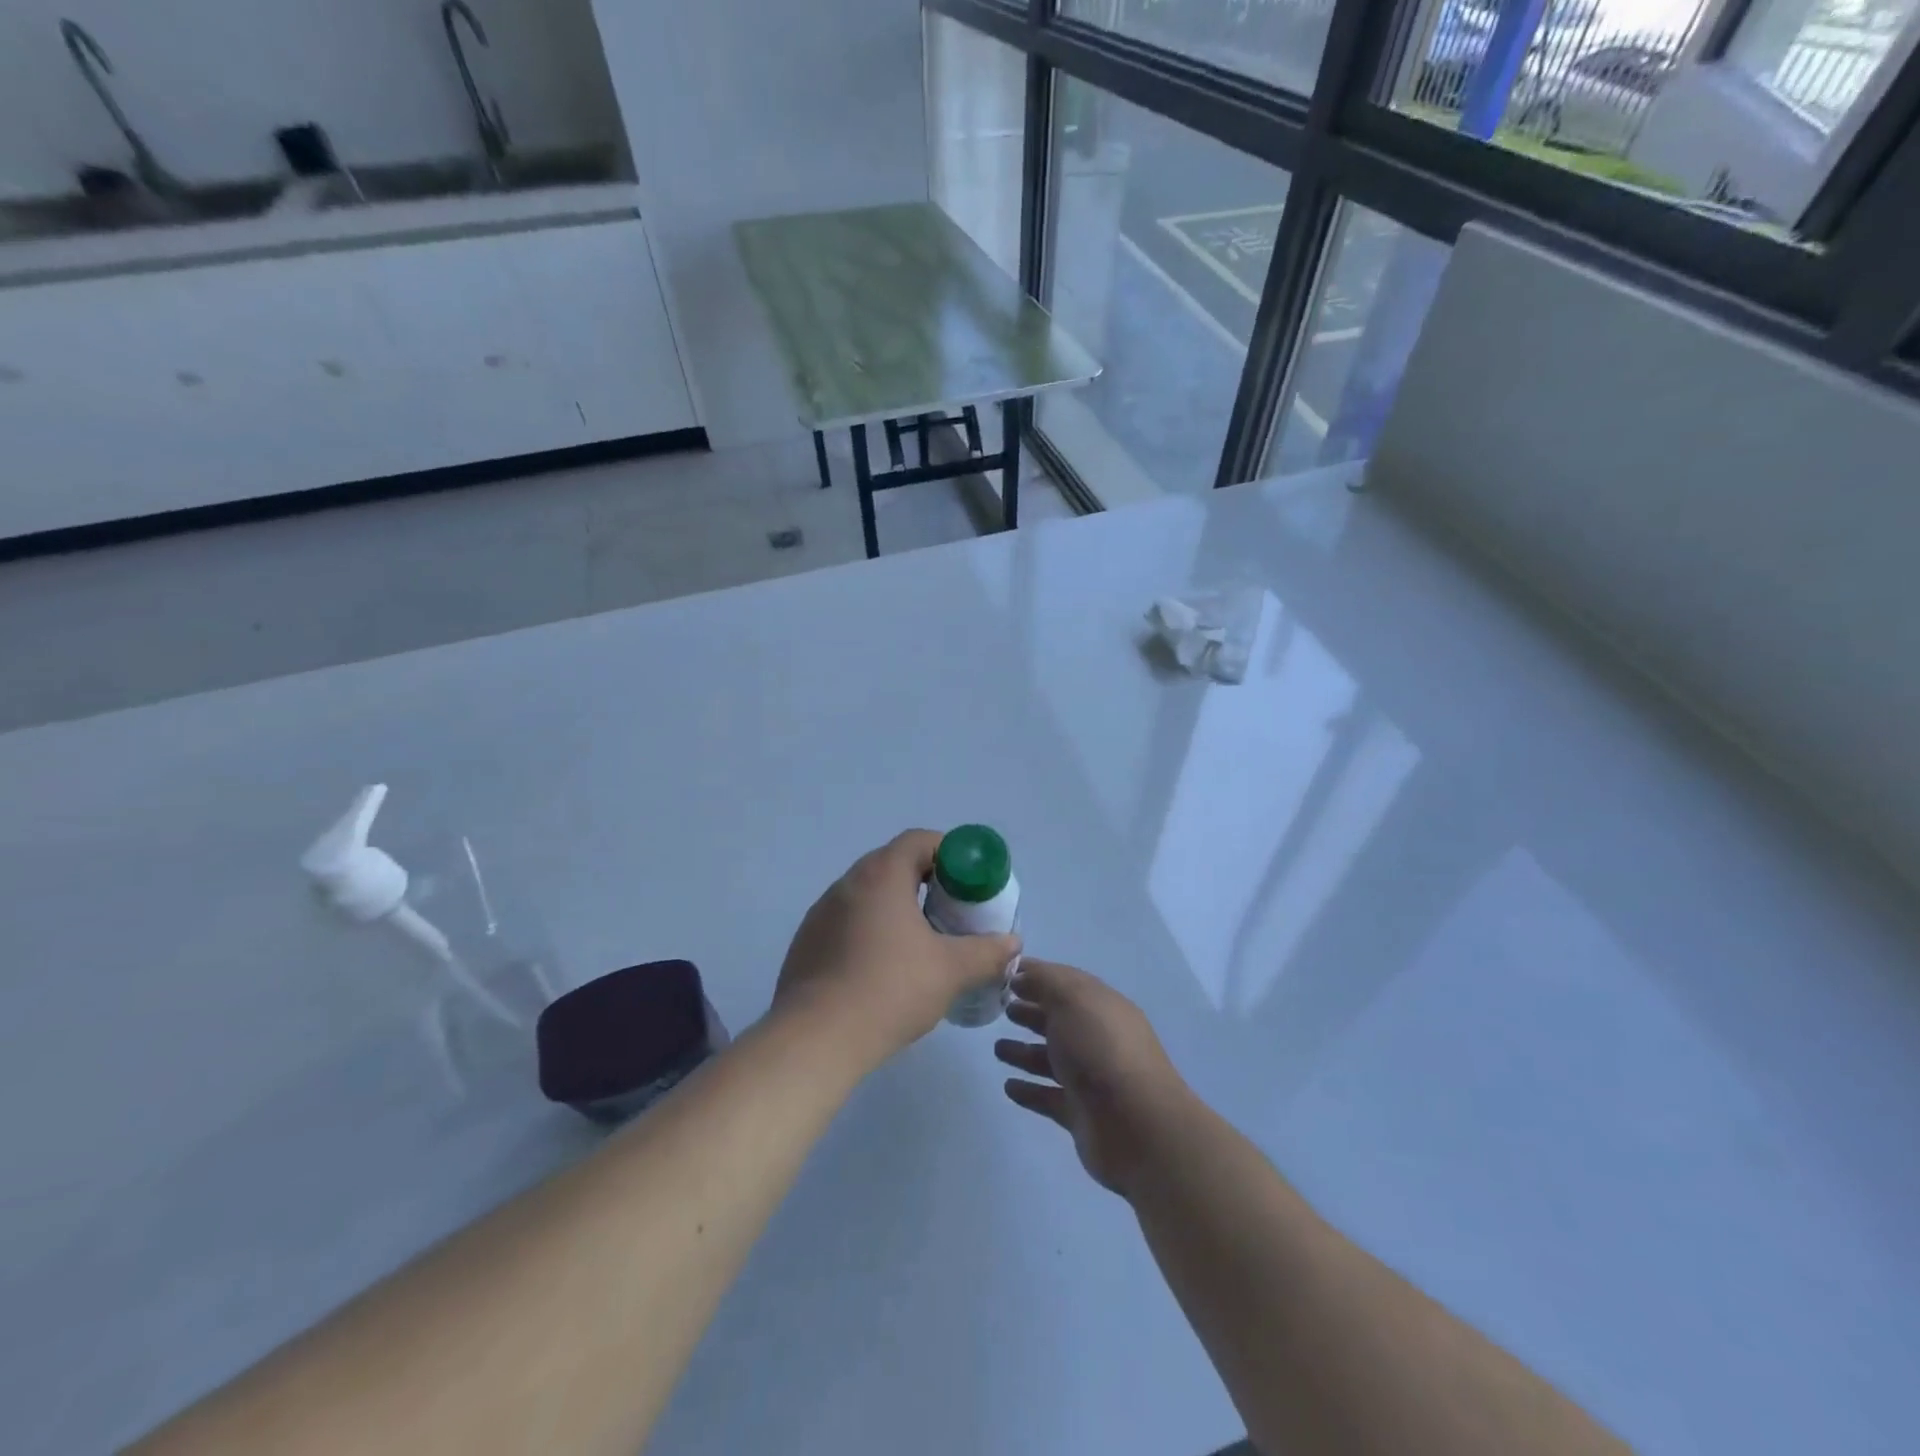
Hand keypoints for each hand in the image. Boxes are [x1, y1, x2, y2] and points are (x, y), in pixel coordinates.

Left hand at [773, 830, 1020, 1067]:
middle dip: (926, 882)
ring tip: (921, 941)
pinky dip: (871, 931)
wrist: (816, 1038)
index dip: (949, 852)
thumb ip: (987, 952)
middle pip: (892, 864)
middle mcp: (847, 884)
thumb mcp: (951, 970)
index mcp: (881, 875)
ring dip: (896, 907)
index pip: (918, 841)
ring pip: (868, 895)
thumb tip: (1013, 943)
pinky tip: (884, 968)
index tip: (968, 880)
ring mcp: (821, 913)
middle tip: (951, 911)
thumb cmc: (890, 989)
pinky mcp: (807, 943)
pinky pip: (847, 922)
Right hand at [995, 960, 1189, 1195]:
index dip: (1037, 976)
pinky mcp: (1082, 1114)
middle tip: (1002, 1010)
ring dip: (1025, 1053)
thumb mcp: (1072, 999)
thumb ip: (1045, 981)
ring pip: (1052, 1060)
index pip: (1067, 983)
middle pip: (1060, 1021)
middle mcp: (1099, 1039)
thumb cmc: (1100, 1050)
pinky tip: (1008, 1086)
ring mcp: (1092, 1078)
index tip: (1005, 975)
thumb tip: (1022, 975)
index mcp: (1102, 1006)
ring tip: (997, 1049)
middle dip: (1032, 1012)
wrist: (1135, 1126)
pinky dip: (1030, 1090)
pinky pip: (1049, 1097)